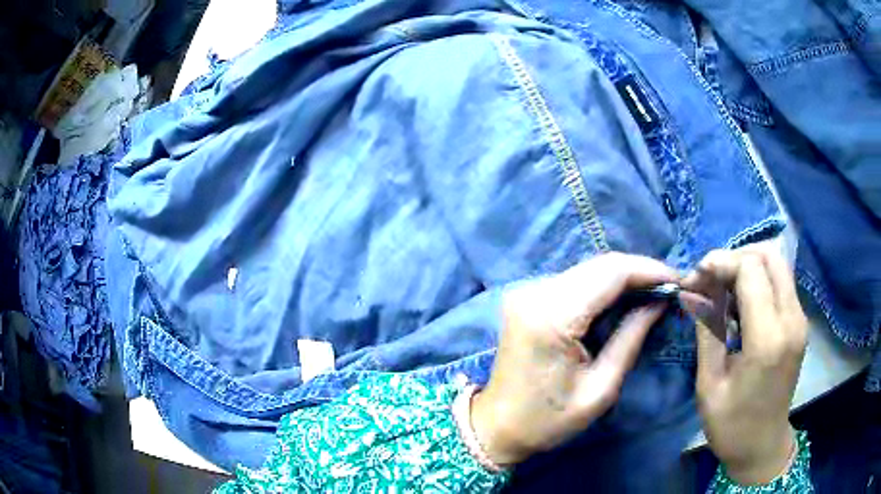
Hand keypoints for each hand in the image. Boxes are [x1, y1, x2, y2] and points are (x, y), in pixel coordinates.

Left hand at [471, 253, 676, 464]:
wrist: (496, 427)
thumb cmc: (547, 420)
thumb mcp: (600, 389)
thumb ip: (631, 338)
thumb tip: (659, 300)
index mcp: (552, 316)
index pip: (610, 272)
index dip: (649, 269)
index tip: (679, 279)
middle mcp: (535, 293)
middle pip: (599, 265)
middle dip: (640, 271)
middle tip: (670, 287)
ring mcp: (527, 292)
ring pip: (588, 269)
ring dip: (623, 277)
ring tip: (654, 292)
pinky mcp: (528, 298)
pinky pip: (575, 281)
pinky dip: (604, 286)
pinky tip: (624, 298)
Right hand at [680, 247, 807, 484]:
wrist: (763, 446)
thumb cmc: (731, 426)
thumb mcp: (709, 384)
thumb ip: (707, 330)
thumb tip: (694, 289)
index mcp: (768, 339)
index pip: (750, 269)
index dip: (720, 263)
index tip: (695, 279)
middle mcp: (792, 319)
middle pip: (769, 254)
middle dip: (735, 257)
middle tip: (710, 279)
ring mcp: (800, 318)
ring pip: (777, 263)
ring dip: (747, 265)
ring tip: (722, 289)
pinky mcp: (799, 321)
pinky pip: (781, 281)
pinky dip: (758, 279)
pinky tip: (740, 303)